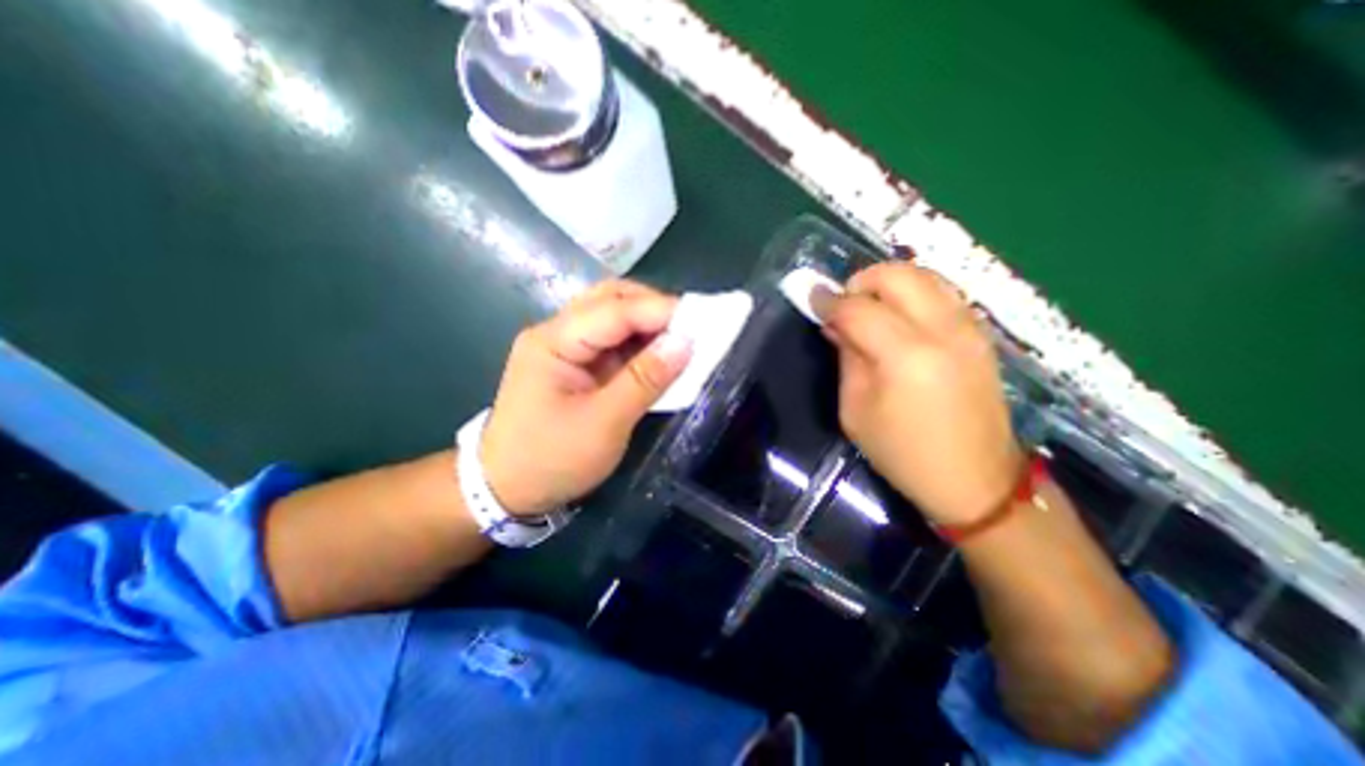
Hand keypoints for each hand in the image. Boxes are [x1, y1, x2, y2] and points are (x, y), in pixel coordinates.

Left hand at [480, 285, 695, 517]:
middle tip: (691, 327)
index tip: (702, 319)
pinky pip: (613, 341)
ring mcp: (565, 347)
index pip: (614, 310)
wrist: (507, 489)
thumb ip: (645, 380)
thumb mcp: (604, 424)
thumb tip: (686, 343)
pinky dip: (640, 343)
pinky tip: (660, 355)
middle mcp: (557, 333)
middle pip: (610, 299)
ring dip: (649, 323)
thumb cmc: (551, 460)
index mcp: (553, 342)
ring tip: (682, 339)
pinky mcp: (576, 364)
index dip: (660, 310)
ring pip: (613, 316)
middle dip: (654, 308)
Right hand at [809, 264, 1023, 526]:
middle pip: (898, 275)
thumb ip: (847, 358)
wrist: (975, 481)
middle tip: (843, 304)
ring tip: (869, 309)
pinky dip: (913, 294)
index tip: (811, 299)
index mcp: (906, 356)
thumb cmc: (903, 453)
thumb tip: (836, 324)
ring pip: (924, 276)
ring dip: (888, 284)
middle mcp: (943, 331)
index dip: (829, 300)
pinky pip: (942, 293)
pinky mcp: (981, 335)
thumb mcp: (856, 410)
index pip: (859, 308)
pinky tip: (898, 319)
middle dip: (861, 281)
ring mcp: (969, 329)